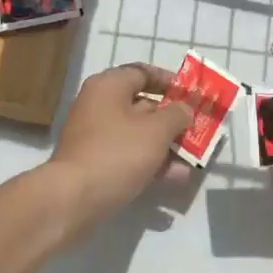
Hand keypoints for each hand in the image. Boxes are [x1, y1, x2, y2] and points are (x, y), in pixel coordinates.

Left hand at [39, 64, 195, 240]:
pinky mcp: (95, 163)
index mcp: (108, 86)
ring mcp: (95, 135)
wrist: (73, 199)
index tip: (192, 95)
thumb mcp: (156, 130)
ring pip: (138, 134)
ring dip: (166, 145)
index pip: (142, 73)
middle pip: (142, 105)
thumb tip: (184, 108)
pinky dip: (150, 163)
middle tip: (198, 131)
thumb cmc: (117, 153)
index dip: (169, 82)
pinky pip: (129, 155)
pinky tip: (175, 178)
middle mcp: (98, 105)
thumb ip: (177, 114)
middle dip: (172, 119)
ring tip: (193, 160)